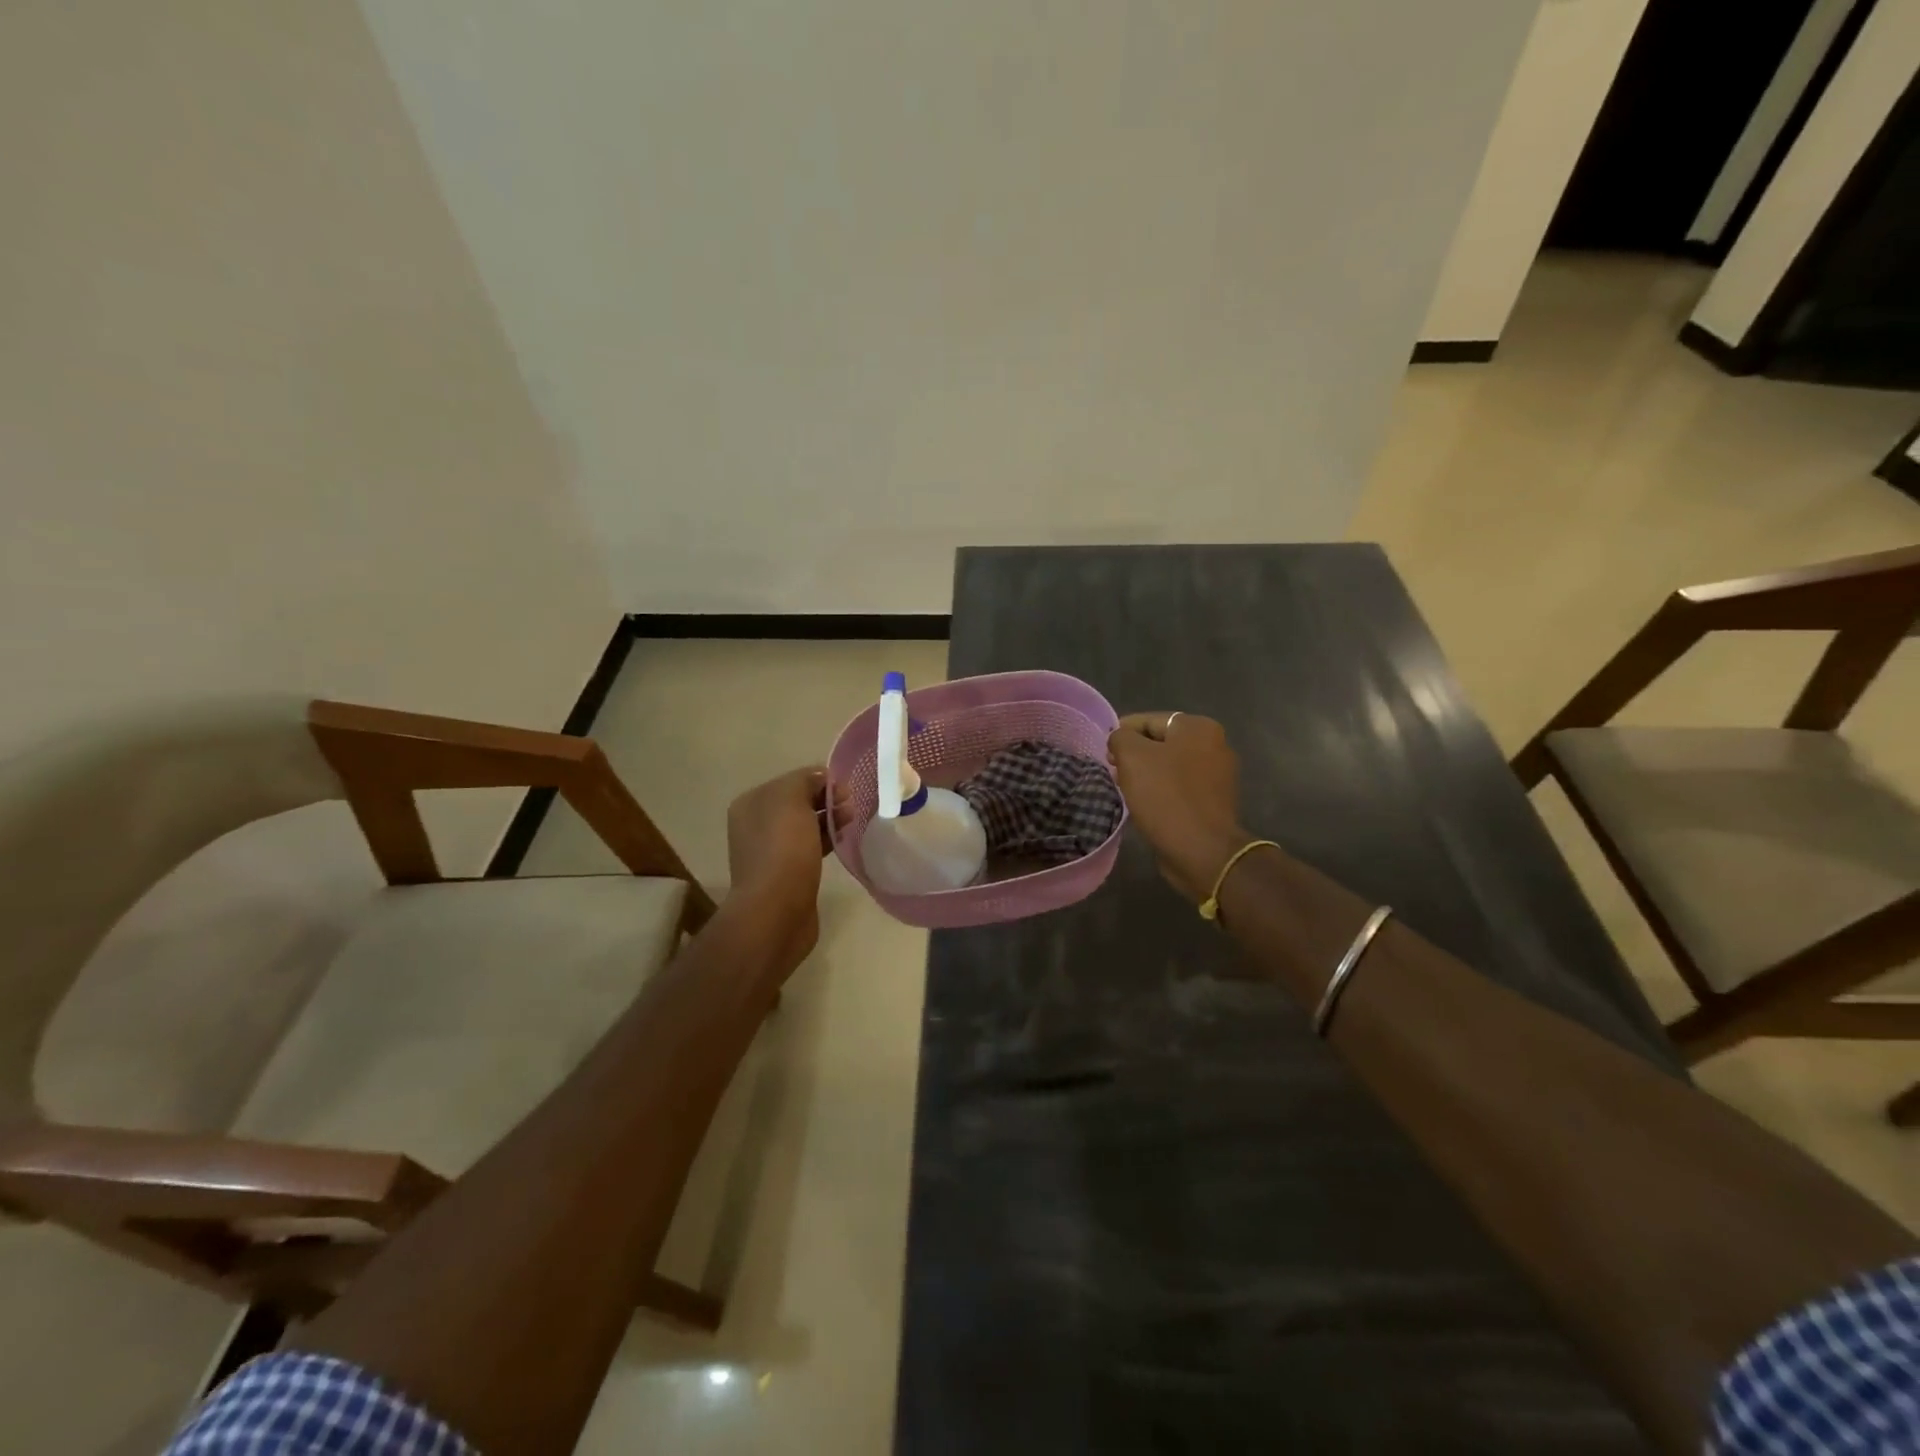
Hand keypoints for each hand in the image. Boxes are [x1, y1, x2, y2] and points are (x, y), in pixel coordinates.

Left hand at [726, 766, 841, 966]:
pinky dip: (827, 841)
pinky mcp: (787, 874)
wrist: (777, 911)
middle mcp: (756, 825)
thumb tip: (822, 780)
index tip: (846, 787)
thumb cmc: (783, 850)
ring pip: (806, 826)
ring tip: (853, 820)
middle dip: (827, 800)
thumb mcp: (792, 800)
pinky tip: (844, 840)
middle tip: (853, 805)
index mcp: (752, 803)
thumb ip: (805, 780)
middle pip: (799, 803)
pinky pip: (810, 848)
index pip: (792, 780)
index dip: (820, 780)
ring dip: (830, 820)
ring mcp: (771, 851)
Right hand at [1108, 713, 1247, 904]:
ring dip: (1146, 774)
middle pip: (1161, 742)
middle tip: (1113, 771)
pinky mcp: (1214, 801)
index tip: (1105, 751)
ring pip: (1170, 766)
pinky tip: (1145, 804)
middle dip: (1134, 754)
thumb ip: (1121, 738)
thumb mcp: (1132, 757)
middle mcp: (1214, 745)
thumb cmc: (1165, 796)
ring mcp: (1217, 775)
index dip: (1122, 732)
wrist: (1202, 850)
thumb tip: (1120, 739)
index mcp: (1198, 728)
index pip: (1150, 720)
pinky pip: (1180, 787)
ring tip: (1125, 788)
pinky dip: (1161, 791)